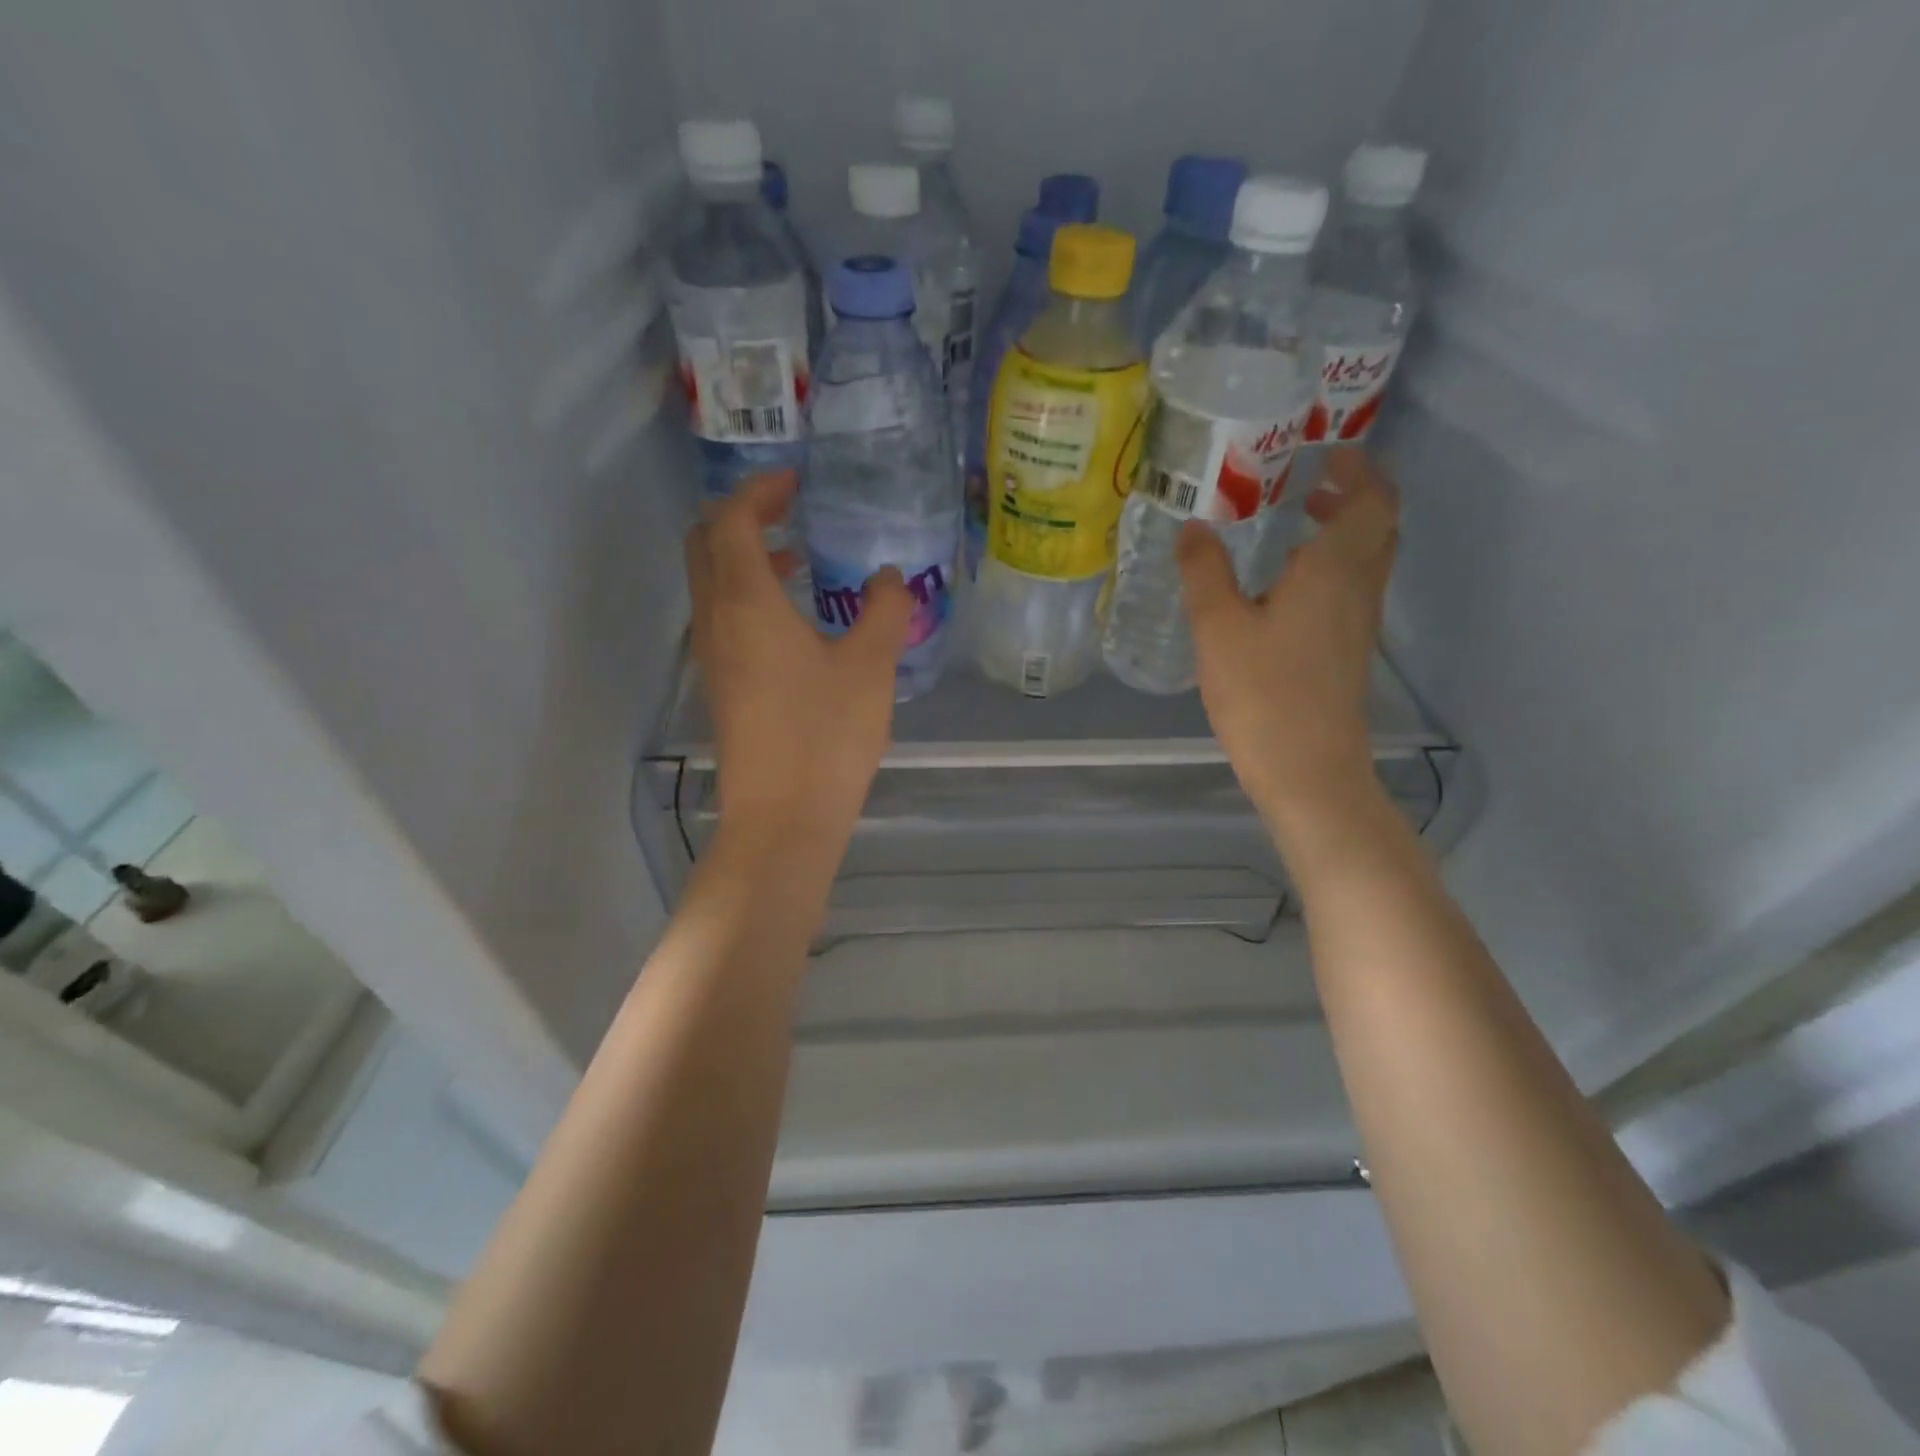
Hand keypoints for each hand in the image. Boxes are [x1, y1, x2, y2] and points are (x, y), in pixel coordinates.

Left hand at [684, 472, 911, 861]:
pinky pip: (722, 617)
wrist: (783, 818)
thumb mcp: (870, 666)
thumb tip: (888, 577)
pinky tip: (795, 620)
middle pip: (705, 544)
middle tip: (789, 510)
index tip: (795, 482)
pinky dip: (748, 596)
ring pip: (711, 583)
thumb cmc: (826, 735)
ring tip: (798, 559)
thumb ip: (884, 610)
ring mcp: (712, 656)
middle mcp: (716, 620)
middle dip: (741, 516)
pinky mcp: (720, 686)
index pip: (731, 520)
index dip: (758, 491)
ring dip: (744, 558)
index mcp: (745, 602)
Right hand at [1180, 447, 1399, 834]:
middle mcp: (1359, 586)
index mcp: (1335, 567)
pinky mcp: (1349, 650)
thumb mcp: (1219, 628)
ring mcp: (1359, 622)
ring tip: (1287, 524)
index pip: (1372, 497)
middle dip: (1349, 494)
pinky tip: (1282, 585)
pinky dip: (1329, 566)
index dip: (1357, 467)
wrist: (1307, 769)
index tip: (1321, 451)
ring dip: (1339, 530)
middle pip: (1377, 523)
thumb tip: (1195, 526)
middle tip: (1301, 482)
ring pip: (1366, 557)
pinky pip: (1351, 588)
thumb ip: (1205, 572)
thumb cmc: (1263, 693)